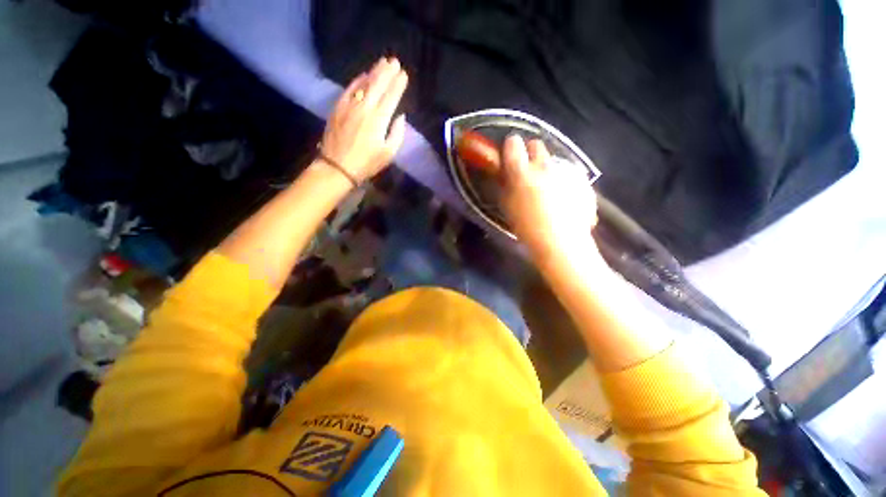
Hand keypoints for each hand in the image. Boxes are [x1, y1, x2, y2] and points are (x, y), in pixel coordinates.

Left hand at [319, 57, 408, 182]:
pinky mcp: (338, 108)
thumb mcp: (388, 154)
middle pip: (377, 85)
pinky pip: (349, 89)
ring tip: (382, 63)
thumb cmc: (367, 163)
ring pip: (363, 84)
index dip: (398, 84)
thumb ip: (397, 133)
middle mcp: (364, 108)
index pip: (391, 96)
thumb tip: (400, 117)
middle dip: (387, 72)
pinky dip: (357, 81)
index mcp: (379, 120)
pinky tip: (363, 75)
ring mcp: (349, 106)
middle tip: (394, 62)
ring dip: (374, 72)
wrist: (337, 166)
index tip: (404, 74)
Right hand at [500, 135, 599, 264]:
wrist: (561, 242)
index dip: (510, 146)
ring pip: (553, 159)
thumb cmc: (527, 228)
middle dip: (530, 152)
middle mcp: (544, 166)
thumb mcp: (507, 206)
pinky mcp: (580, 179)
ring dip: (546, 167)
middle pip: (537, 144)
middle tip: (527, 169)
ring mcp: (565, 171)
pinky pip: (567, 172)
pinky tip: (562, 197)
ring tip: (546, 188)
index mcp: (522, 173)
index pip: (513, 144)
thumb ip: (505, 184)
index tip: (509, 154)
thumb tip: (505, 172)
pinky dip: (562, 179)